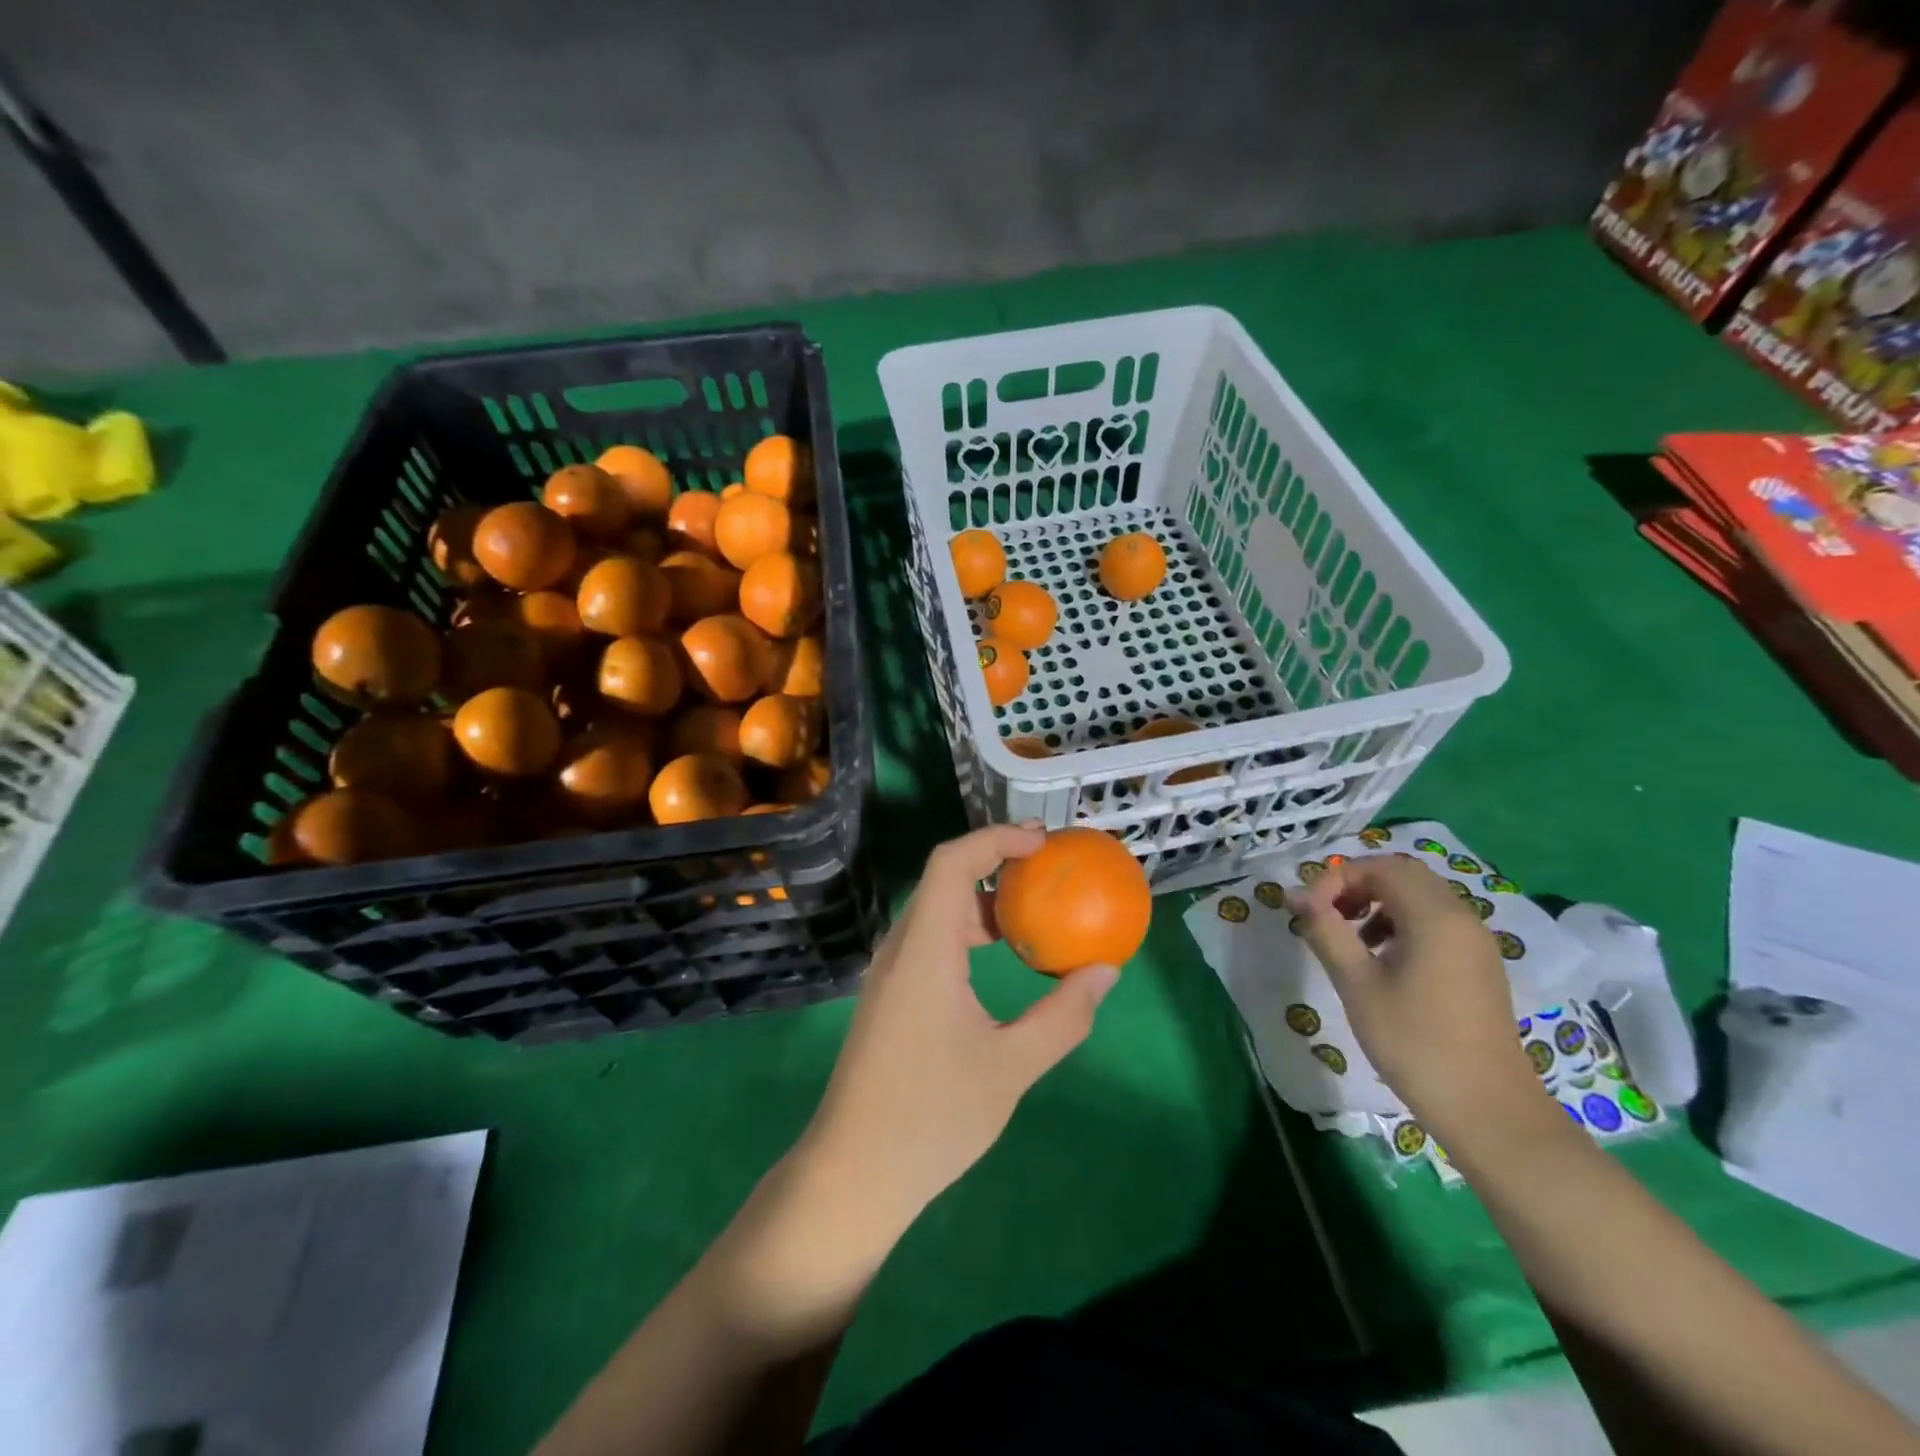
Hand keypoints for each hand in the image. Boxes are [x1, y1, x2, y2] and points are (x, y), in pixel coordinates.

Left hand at [797, 824, 1120, 1234]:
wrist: (854, 1173)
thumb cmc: (932, 1118)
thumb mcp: (1011, 1068)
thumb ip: (1063, 1016)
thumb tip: (1106, 971)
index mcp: (925, 950)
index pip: (952, 863)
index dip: (996, 838)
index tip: (1043, 843)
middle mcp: (901, 948)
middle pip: (944, 878)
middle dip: (997, 861)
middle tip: (1049, 869)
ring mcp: (891, 971)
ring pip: (938, 909)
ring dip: (984, 899)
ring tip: (1034, 909)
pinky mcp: (891, 993)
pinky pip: (932, 938)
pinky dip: (969, 930)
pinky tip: (1001, 957)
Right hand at [1292, 853, 1539, 1139]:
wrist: (1489, 1111)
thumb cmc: (1415, 1044)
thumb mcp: (1357, 984)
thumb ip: (1326, 931)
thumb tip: (1295, 895)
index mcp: (1435, 917)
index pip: (1379, 867)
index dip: (1336, 880)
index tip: (1308, 912)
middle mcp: (1461, 918)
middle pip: (1403, 875)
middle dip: (1357, 886)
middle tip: (1327, 917)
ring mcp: (1476, 942)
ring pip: (1420, 897)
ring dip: (1379, 903)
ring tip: (1350, 940)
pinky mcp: (1479, 965)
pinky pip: (1436, 922)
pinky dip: (1402, 923)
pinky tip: (1382, 961)